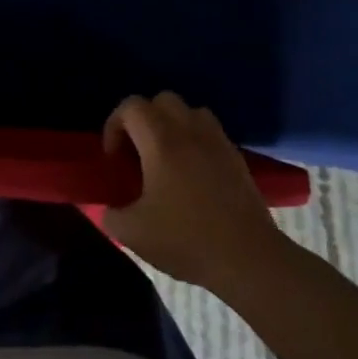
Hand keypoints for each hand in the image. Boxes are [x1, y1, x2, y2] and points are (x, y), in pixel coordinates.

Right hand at [101, 92, 280, 287]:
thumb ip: (110, 214)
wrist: (247, 259)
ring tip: (165, 158)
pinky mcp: (237, 158)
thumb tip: (109, 209)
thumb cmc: (186, 240)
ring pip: (191, 111)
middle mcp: (190, 131)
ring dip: (173, 125)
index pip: (131, 106)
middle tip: (137, 152)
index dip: (114, 125)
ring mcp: (218, 142)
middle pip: (163, 100)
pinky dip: (195, 141)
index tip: (113, 157)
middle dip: (144, 119)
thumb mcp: (132, 233)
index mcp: (161, 142)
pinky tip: (191, 174)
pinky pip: (211, 133)